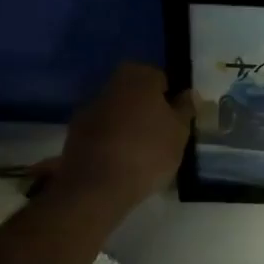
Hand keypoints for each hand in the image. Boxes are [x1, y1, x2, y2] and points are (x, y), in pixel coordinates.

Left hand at [56, 63, 194, 210]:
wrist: (96, 187)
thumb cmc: (148, 152)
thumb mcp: (180, 132)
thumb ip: (185, 109)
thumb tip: (188, 93)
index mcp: (139, 76)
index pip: (161, 77)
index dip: (171, 98)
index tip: (176, 119)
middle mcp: (112, 84)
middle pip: (137, 92)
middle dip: (148, 108)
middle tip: (161, 134)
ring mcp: (90, 107)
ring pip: (118, 110)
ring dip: (128, 123)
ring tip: (141, 151)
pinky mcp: (74, 132)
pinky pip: (102, 129)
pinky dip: (111, 139)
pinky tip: (120, 160)